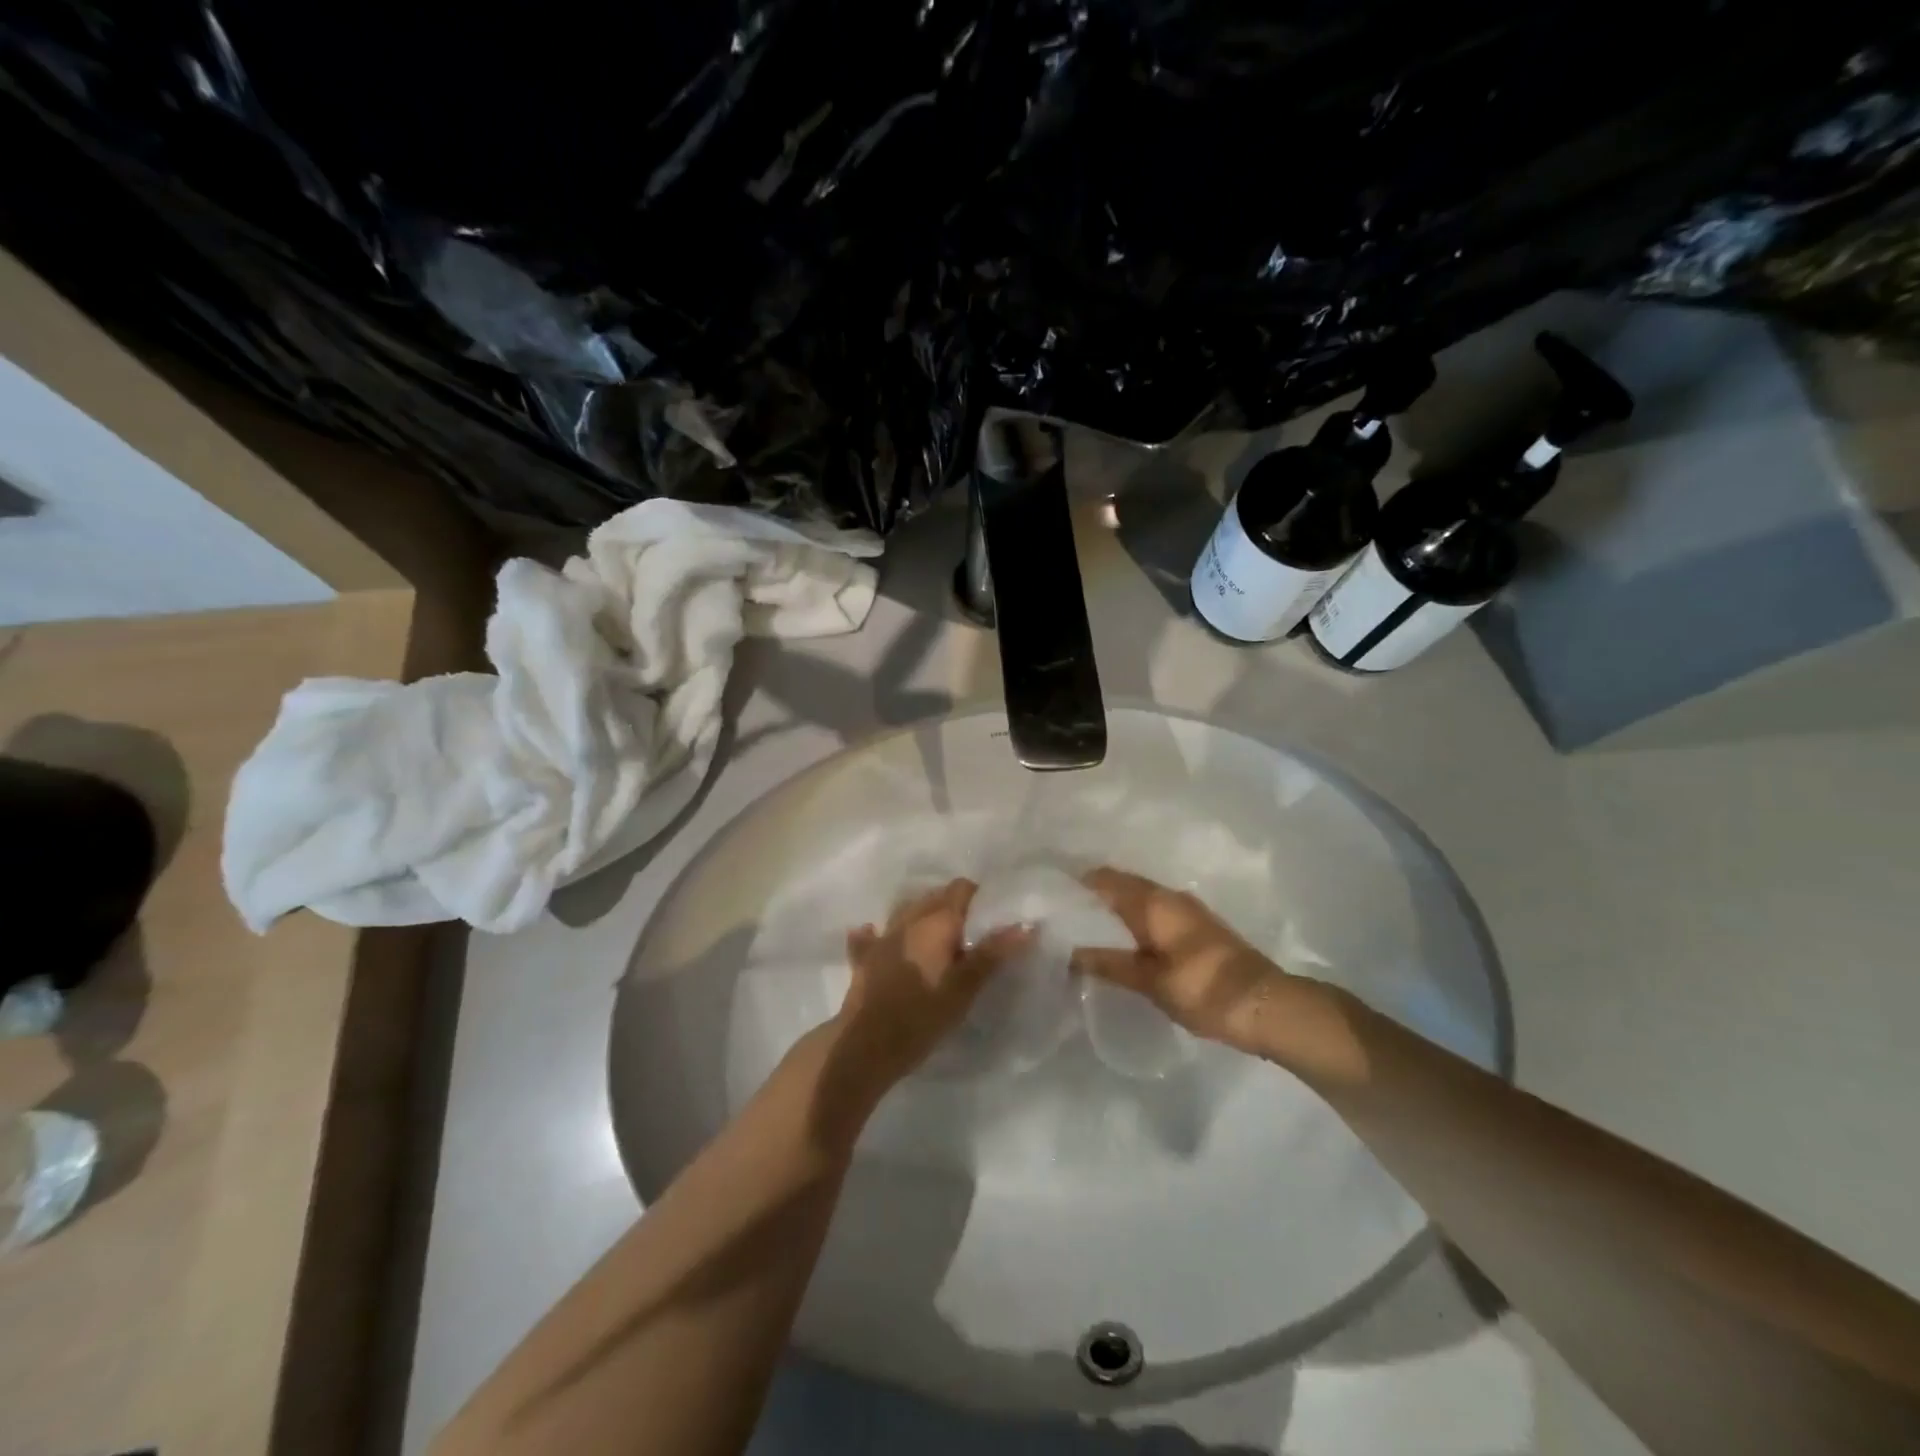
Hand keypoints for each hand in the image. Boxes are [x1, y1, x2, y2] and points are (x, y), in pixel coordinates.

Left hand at [831, 879, 1027, 1093]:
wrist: (865, 1045)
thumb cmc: (922, 1015)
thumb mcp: (965, 988)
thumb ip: (993, 953)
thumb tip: (1026, 924)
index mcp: (936, 920)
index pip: (962, 888)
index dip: (980, 898)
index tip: (993, 918)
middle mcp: (908, 918)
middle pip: (935, 897)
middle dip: (954, 908)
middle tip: (972, 935)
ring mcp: (883, 935)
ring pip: (907, 911)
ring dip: (923, 918)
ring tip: (939, 941)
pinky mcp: (865, 956)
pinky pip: (874, 934)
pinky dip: (882, 933)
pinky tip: (881, 938)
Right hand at [1072, 868, 1308, 1055]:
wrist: (1265, 1005)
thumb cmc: (1203, 989)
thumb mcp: (1149, 981)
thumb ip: (1107, 963)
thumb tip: (1067, 951)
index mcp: (1152, 902)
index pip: (1104, 879)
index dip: (1076, 884)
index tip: (1050, 897)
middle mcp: (1168, 896)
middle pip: (1121, 886)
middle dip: (1092, 897)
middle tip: (1061, 916)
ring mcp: (1186, 910)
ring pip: (1138, 899)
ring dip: (1113, 910)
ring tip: (1083, 930)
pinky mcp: (1197, 927)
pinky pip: (1153, 913)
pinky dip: (1132, 921)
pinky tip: (1120, 941)